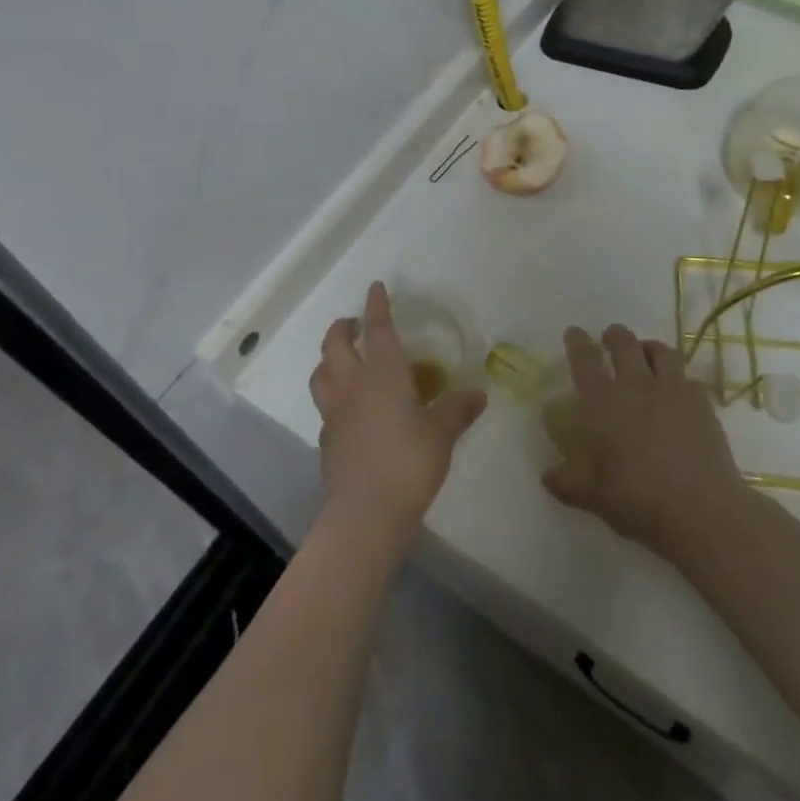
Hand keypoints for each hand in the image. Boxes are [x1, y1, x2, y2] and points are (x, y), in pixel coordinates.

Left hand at [309, 282, 487, 550]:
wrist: (366, 512)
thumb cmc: (409, 463)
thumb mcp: (442, 434)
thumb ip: (457, 410)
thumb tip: (478, 393)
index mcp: (383, 375)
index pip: (378, 329)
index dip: (377, 306)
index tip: (376, 287)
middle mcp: (353, 386)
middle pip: (335, 345)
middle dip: (342, 328)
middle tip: (354, 324)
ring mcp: (334, 413)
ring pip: (321, 373)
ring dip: (329, 359)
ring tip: (342, 360)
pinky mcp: (327, 440)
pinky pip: (325, 406)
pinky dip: (333, 396)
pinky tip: (349, 409)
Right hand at [542, 325, 752, 562]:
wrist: (700, 509)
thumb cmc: (636, 499)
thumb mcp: (591, 496)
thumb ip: (566, 482)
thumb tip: (547, 476)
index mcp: (603, 401)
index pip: (585, 360)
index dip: (577, 342)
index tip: (574, 332)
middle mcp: (636, 385)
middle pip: (624, 344)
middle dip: (615, 336)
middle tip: (610, 337)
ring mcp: (673, 390)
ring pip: (661, 351)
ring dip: (649, 347)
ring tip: (646, 353)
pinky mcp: (702, 403)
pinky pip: (688, 377)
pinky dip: (678, 377)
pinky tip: (678, 390)